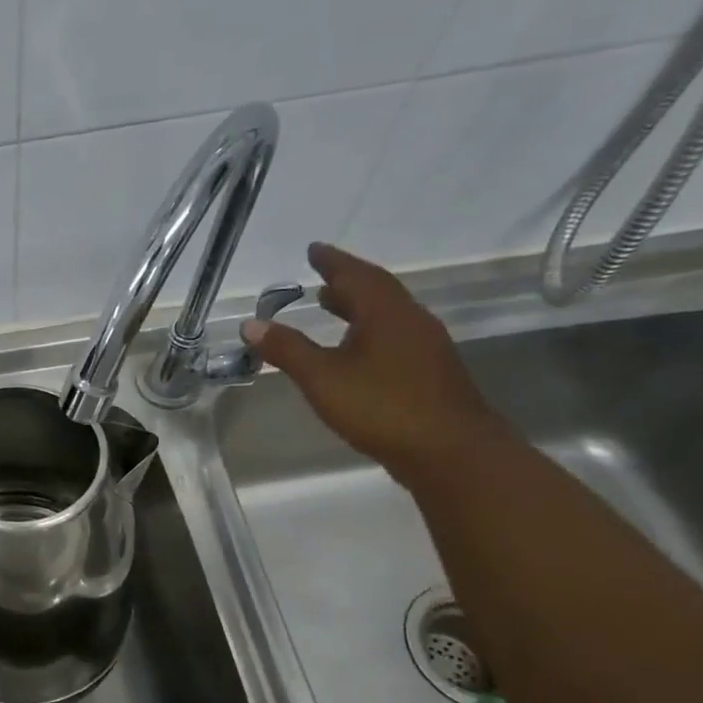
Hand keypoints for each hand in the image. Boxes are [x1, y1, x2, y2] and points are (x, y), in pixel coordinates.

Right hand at [242, 242, 506, 482]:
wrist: (451, 453)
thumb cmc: (382, 407)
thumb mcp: (322, 378)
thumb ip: (287, 349)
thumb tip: (251, 324)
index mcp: (387, 314)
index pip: (358, 275)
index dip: (333, 261)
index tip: (314, 249)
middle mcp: (411, 322)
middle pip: (378, 291)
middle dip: (347, 282)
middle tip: (320, 277)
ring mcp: (426, 348)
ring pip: (388, 315)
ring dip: (358, 306)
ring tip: (331, 306)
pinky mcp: (430, 373)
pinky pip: (394, 336)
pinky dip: (369, 330)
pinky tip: (355, 350)